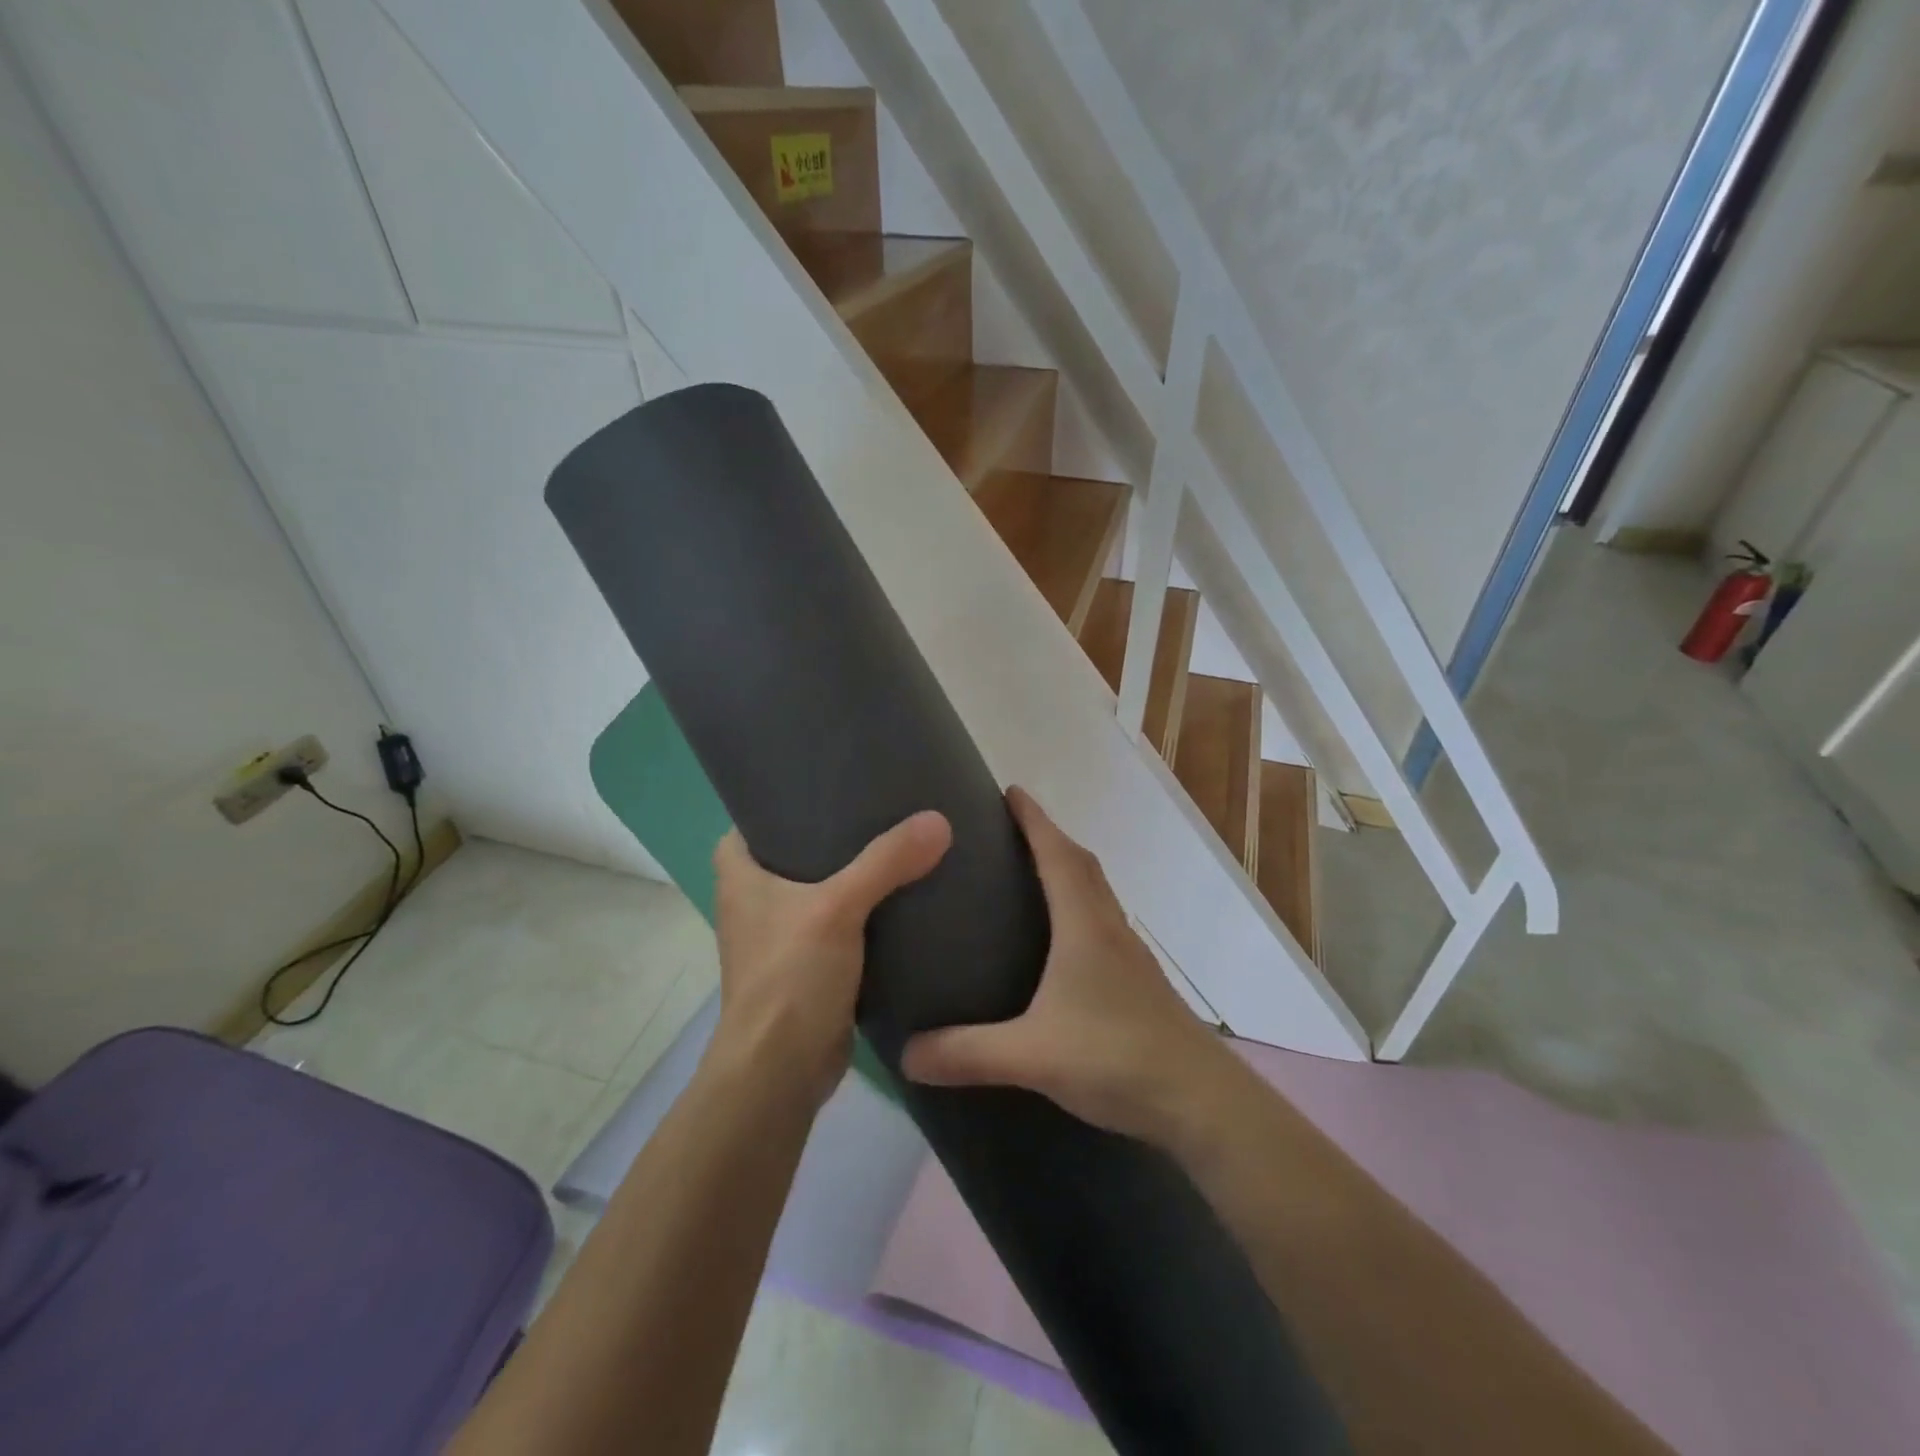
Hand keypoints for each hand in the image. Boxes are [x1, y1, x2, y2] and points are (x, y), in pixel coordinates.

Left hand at [707, 813, 950, 1108]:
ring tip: (900, 841)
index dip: (787, 796)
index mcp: (740, 874)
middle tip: (882, 803)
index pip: (756, 817)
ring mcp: (782, 934)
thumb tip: (938, 821)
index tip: (833, 778)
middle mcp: (755, 899)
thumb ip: (886, 862)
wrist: (780, 1072)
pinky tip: (903, 895)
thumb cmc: (790, 978)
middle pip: (796, 848)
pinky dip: (866, 909)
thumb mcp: (837, 908)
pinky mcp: (809, 964)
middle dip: (835, 830)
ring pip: (822, 886)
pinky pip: (841, 922)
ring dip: (854, 871)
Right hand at [901, 787, 1230, 1144]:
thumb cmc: (1116, 1058)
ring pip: (1097, 894)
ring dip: (1068, 871)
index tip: (1011, 790)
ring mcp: (1130, 955)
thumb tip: (905, 1054)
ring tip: (1030, 875)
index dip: (1034, 819)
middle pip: (1081, 865)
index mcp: (1084, 926)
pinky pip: (1103, 924)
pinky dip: (1080, 909)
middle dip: (1048, 838)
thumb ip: (966, 1053)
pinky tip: (1061, 942)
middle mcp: (1109, 928)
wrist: (1200, 1100)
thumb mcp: (1031, 1056)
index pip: (1057, 854)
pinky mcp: (1139, 982)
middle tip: (1011, 830)